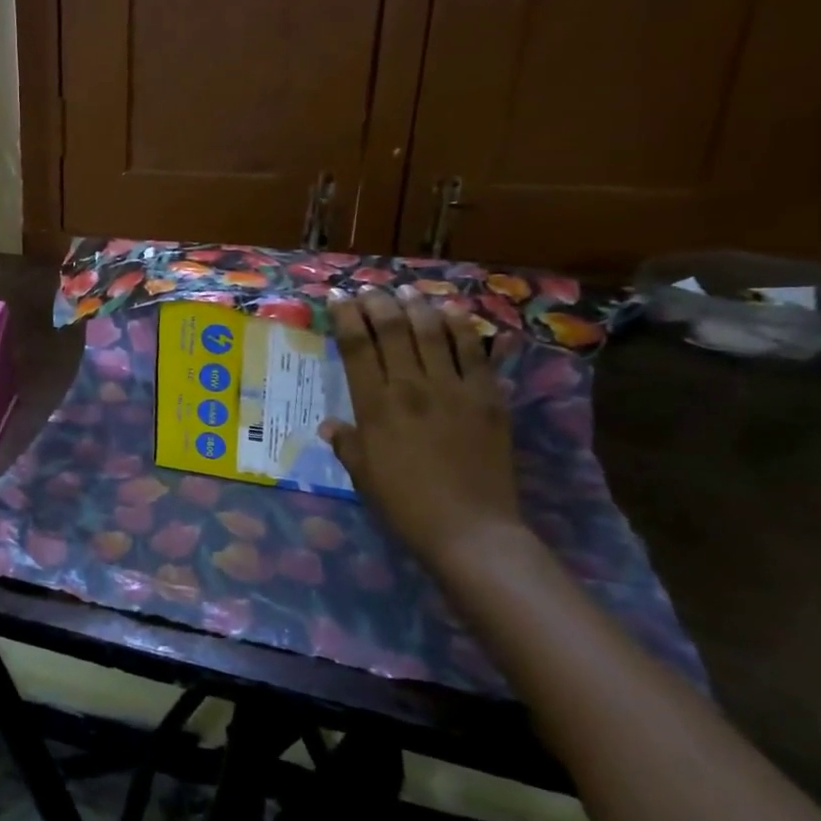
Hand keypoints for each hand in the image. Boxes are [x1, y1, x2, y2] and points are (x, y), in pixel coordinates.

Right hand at [319, 289, 523, 564]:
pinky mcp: (489, 397)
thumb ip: (346, 442)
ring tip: (407, 292)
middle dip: (378, 302)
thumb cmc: (404, 503)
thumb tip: (331, 425)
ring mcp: (454, 389)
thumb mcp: (362, 473)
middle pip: (393, 327)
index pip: (356, 345)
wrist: (470, 530)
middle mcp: (412, 386)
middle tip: (370, 290)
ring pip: (434, 331)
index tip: (338, 298)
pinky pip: (476, 352)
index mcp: (375, 405)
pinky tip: (454, 313)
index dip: (346, 316)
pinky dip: (463, 327)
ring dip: (418, 306)